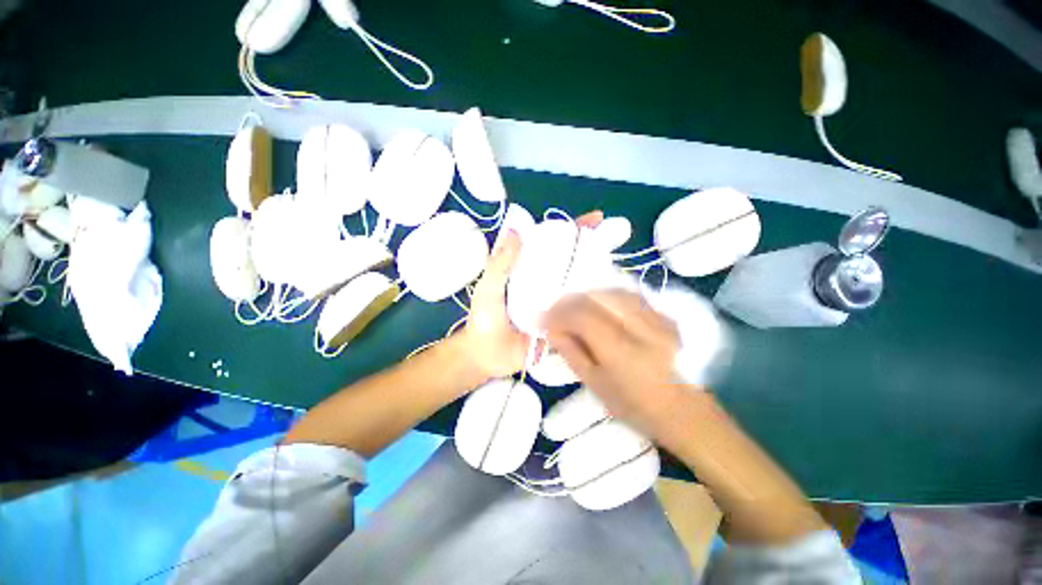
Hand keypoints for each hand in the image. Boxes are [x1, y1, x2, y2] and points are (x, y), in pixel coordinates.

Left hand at [459, 211, 604, 379]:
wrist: (487, 358)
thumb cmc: (483, 320)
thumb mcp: (487, 290)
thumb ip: (499, 265)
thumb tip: (516, 232)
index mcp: (528, 269)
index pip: (551, 243)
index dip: (572, 229)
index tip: (596, 219)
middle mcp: (545, 282)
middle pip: (571, 260)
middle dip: (594, 247)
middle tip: (618, 238)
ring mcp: (556, 302)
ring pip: (580, 284)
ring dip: (598, 274)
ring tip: (620, 266)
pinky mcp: (562, 323)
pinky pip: (581, 311)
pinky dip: (594, 303)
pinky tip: (612, 299)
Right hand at [543, 290, 689, 441]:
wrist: (687, 412)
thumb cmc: (637, 407)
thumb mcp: (597, 386)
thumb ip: (572, 353)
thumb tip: (552, 330)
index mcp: (621, 350)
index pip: (582, 315)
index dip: (558, 313)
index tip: (543, 319)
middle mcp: (639, 326)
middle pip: (596, 297)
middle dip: (569, 300)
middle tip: (556, 311)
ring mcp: (655, 317)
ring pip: (613, 291)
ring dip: (588, 295)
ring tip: (574, 307)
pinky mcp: (664, 315)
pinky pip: (629, 295)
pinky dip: (607, 296)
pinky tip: (599, 304)